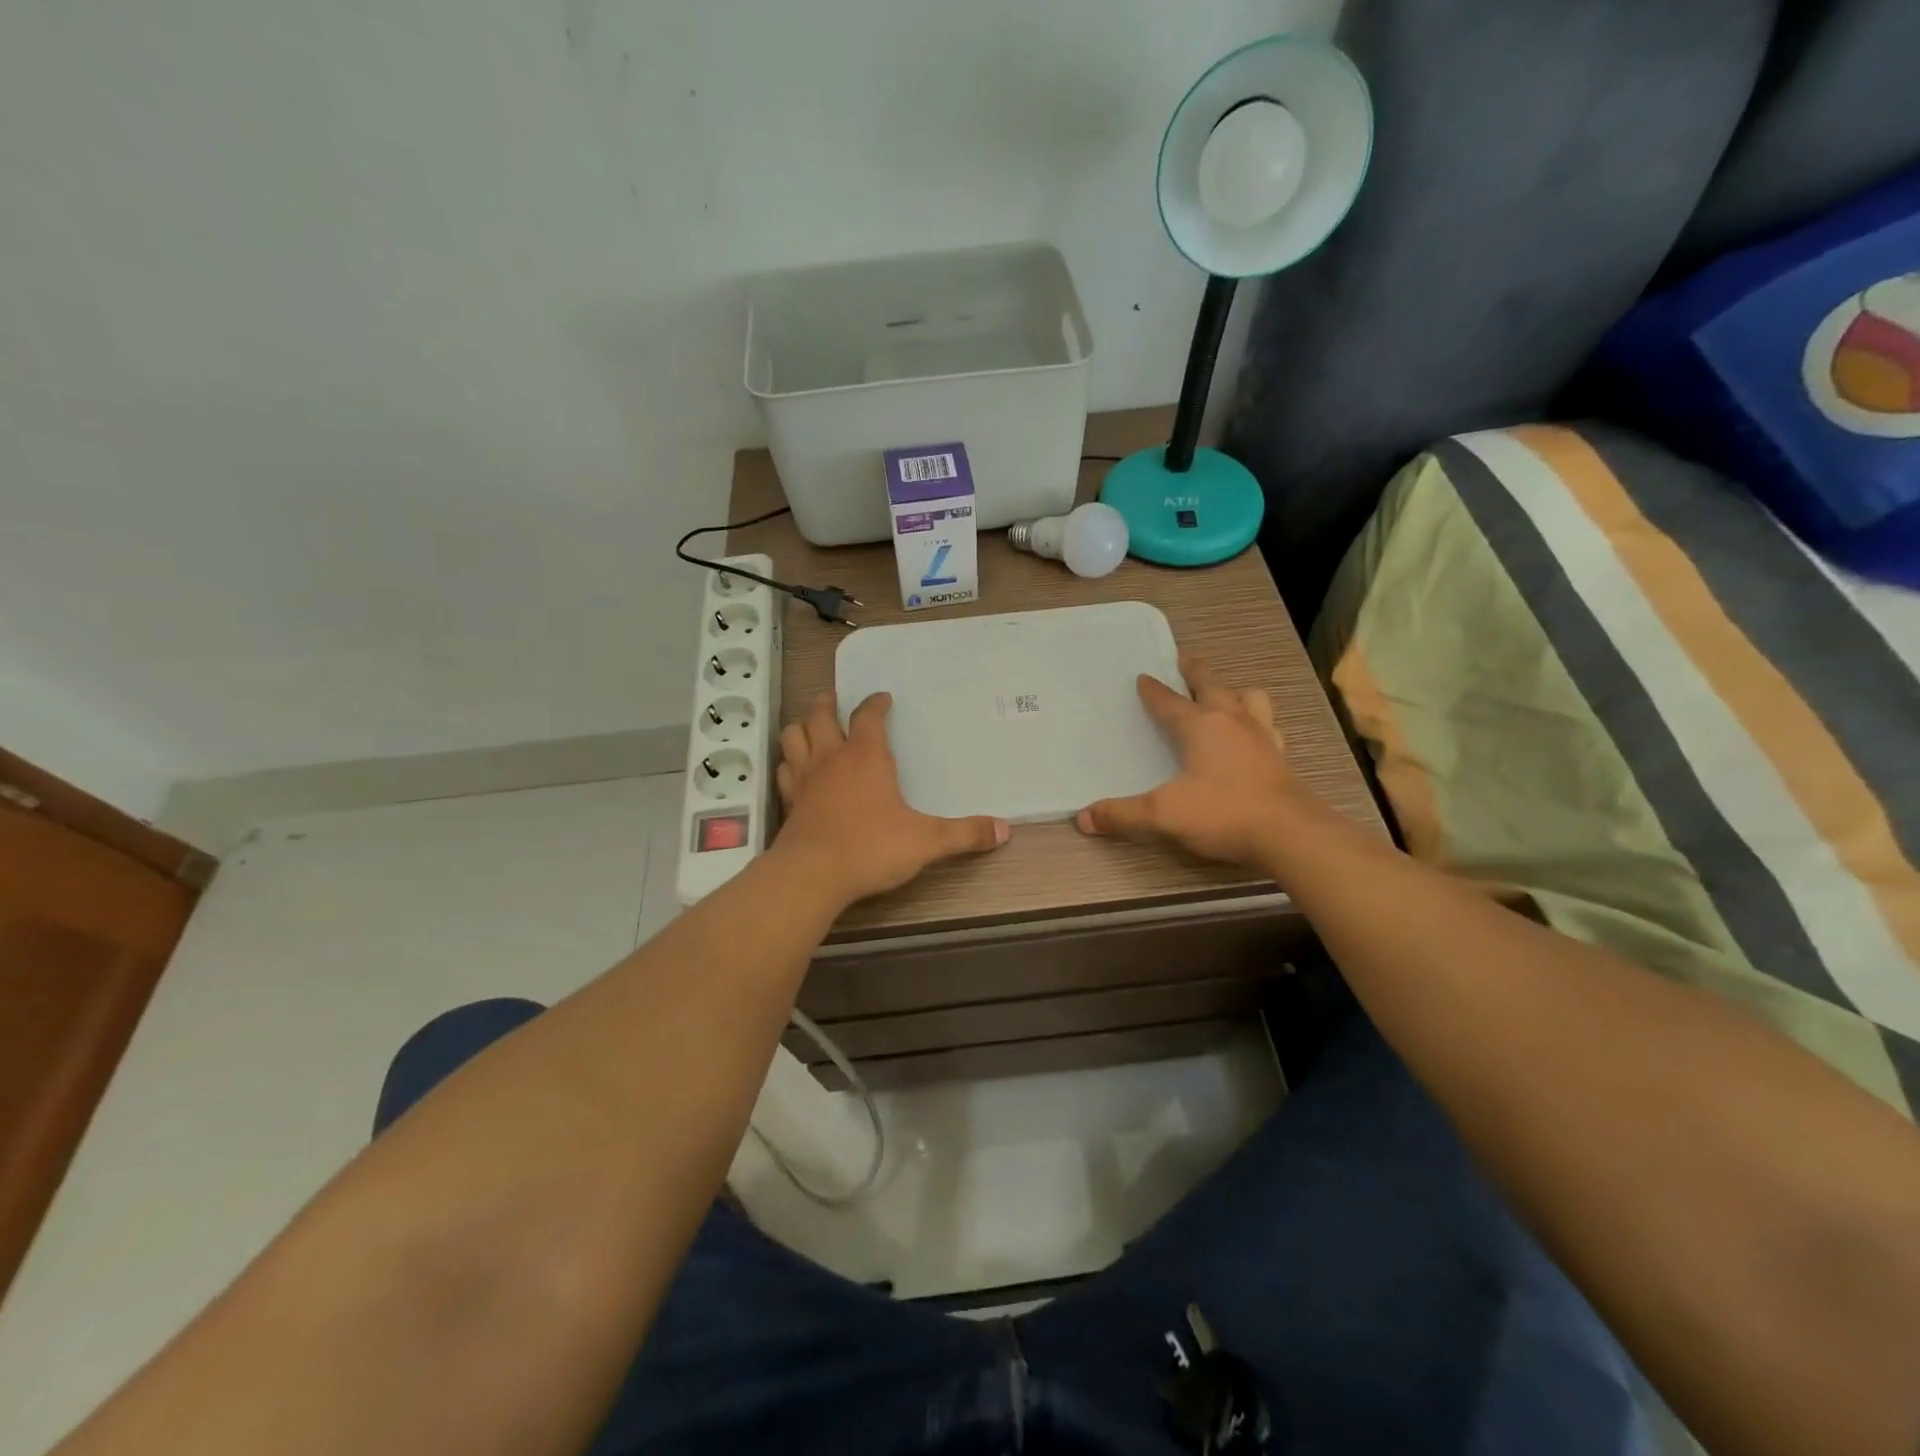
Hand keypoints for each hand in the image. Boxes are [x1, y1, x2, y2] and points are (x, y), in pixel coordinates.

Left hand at [775, 691, 1008, 904]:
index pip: (868, 716)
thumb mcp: (927, 842)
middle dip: (828, 703)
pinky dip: (789, 761)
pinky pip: (784, 770)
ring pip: (793, 736)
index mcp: (866, 756)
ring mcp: (804, 778)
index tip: (883, 698)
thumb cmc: (871, 848)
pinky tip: (795, 768)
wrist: (812, 876)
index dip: (875, 703)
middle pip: (820, 715)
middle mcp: (831, 758)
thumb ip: (965, 834)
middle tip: (834, 699)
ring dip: (801, 725)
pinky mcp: (789, 801)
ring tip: (810, 725)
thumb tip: (1004, 830)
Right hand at [1076, 654, 1306, 866]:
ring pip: (1250, 699)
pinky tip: (1255, 737)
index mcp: (1200, 726)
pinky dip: (1258, 724)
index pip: (1169, 702)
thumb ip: (1122, 814)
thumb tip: (1082, 817)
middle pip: (1212, 685)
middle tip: (1185, 659)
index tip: (1143, 677)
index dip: (1153, 690)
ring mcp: (1262, 737)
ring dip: (1235, 693)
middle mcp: (1232, 722)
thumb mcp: (1163, 815)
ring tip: (1227, 696)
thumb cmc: (1222, 813)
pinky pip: (1269, 728)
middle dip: (1195, 672)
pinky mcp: (1281, 757)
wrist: (1289, 833)